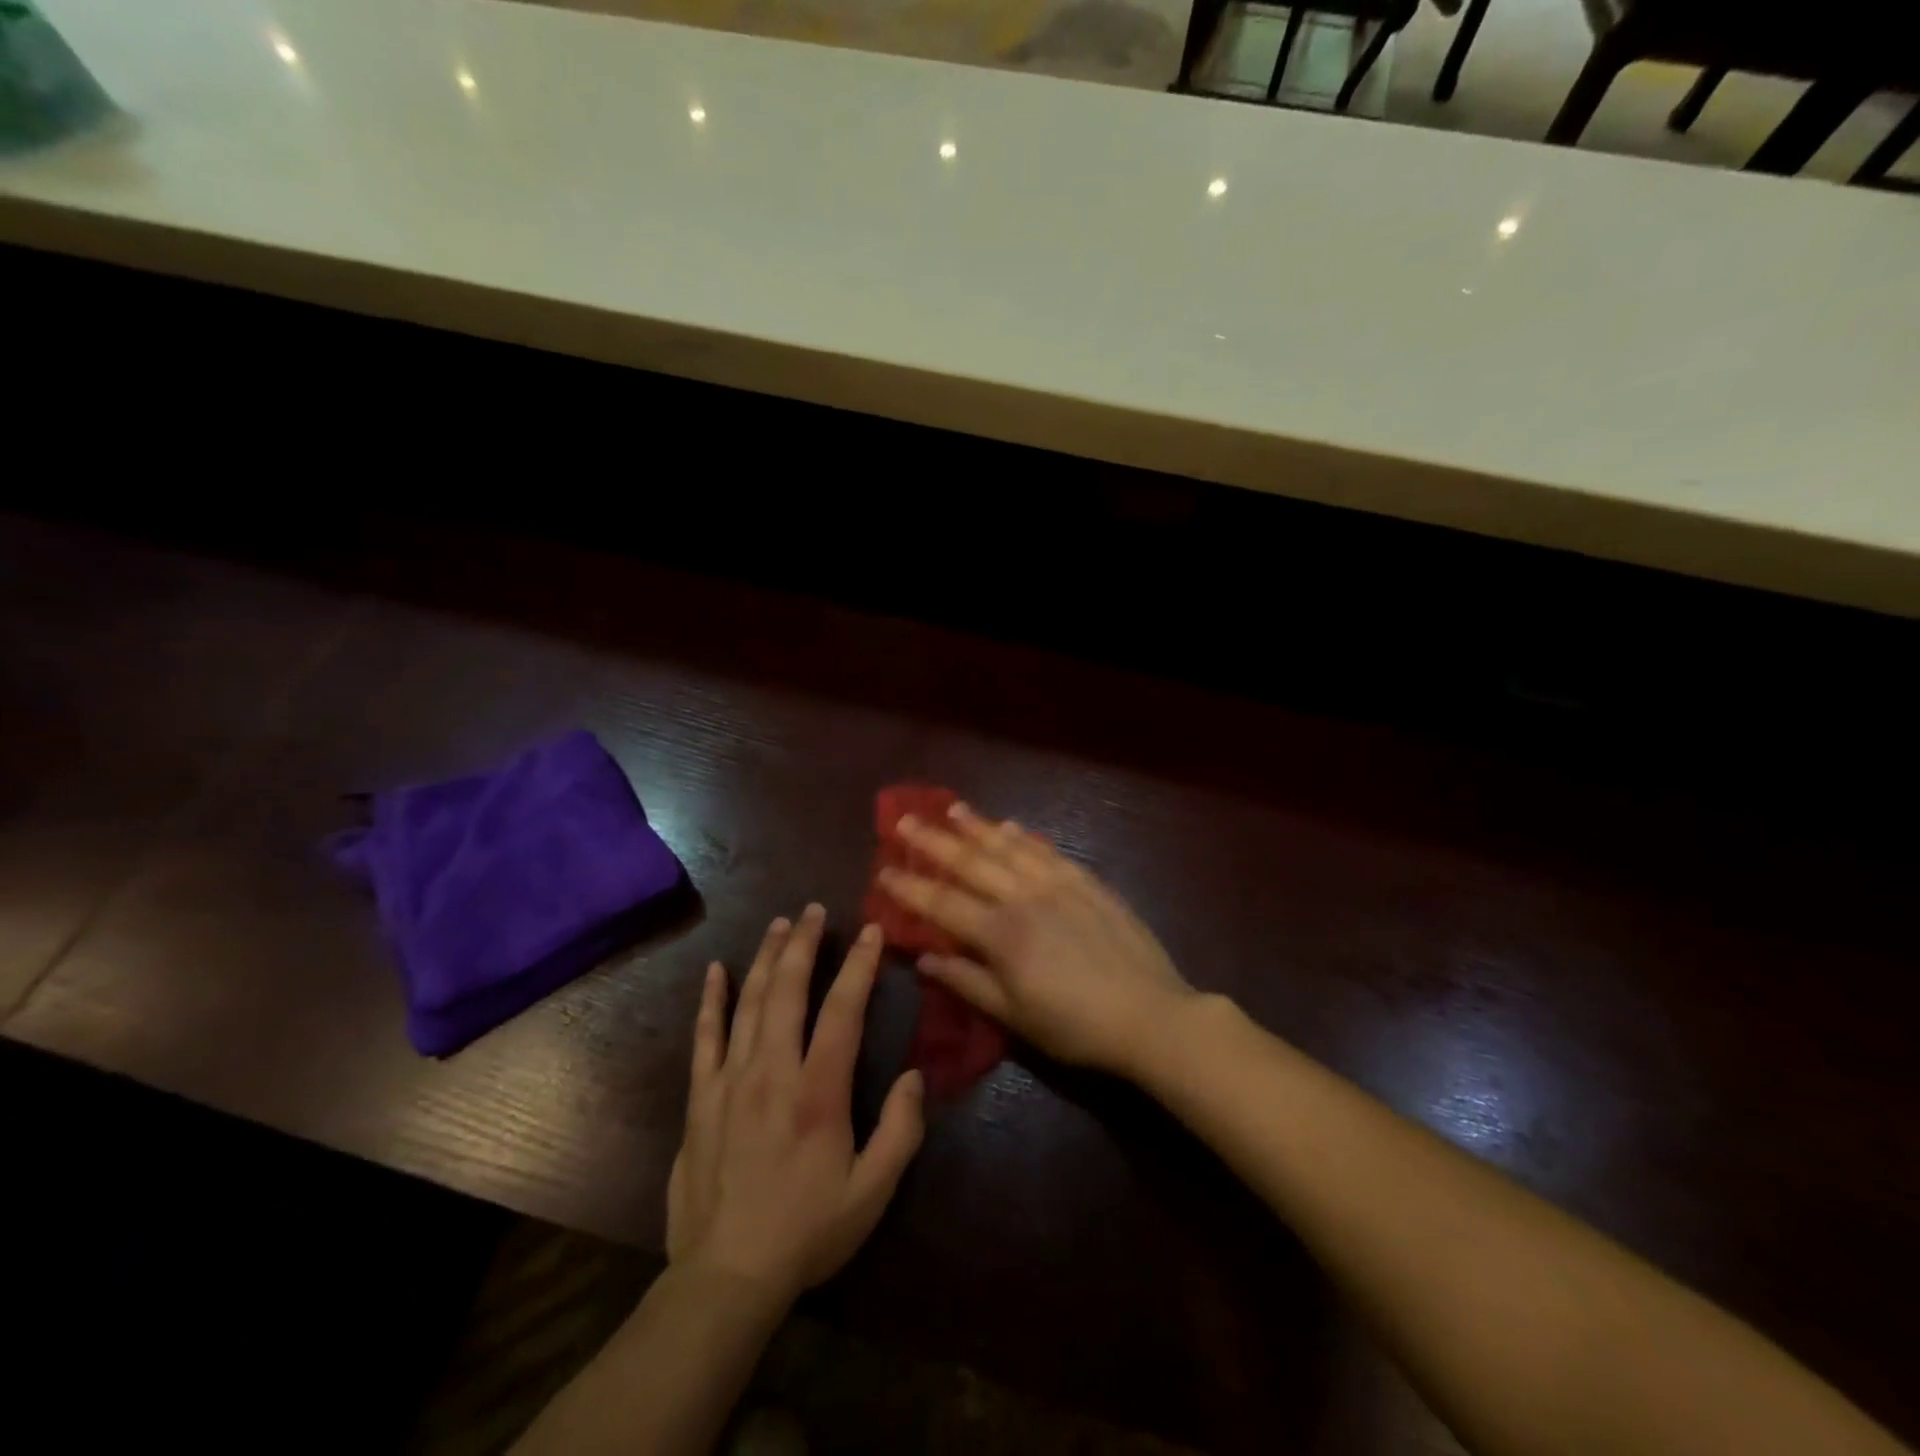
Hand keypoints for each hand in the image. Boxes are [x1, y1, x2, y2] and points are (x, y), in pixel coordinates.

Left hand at [667, 905, 924, 1303]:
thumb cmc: (807, 1232)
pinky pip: (705, 1038)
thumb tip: (915, 1075)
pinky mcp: (700, 1098)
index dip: (860, 966)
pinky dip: (711, 1001)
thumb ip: (901, 1131)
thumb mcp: (872, 1192)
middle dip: (804, 944)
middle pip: (789, 990)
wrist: (725, 1278)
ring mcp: (730, 1081)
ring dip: (766, 958)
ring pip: (749, 1003)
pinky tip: (715, 972)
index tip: (871, 931)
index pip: (843, 1010)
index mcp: (819, 1092)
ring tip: (779, 924)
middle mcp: (773, 1072)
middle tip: (814, 909)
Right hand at [879, 804, 1195, 1078]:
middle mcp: (1023, 897)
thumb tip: (923, 957)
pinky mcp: (1087, 881)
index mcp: (1001, 934)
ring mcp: (1057, 884)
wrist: (1150, 1014)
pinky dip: (1023, 836)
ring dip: (977, 827)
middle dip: (933, 841)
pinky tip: (1009, 826)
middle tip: (905, 820)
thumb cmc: (1075, 1026)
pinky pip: (1047, 850)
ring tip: (951, 808)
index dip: (910, 887)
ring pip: (1007, 847)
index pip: (942, 903)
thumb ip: (967, 981)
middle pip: (969, 863)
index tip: (882, 869)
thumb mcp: (1015, 1015)